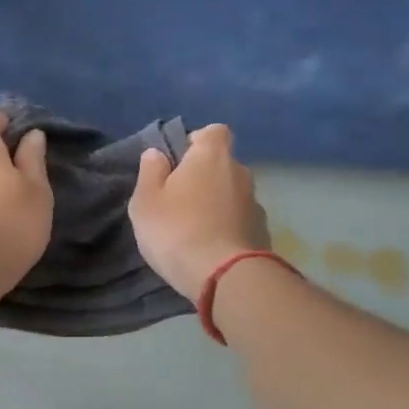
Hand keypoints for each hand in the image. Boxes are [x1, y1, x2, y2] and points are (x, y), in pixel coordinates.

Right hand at [129, 123, 269, 302]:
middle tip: (180, 201)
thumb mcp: (146, 201)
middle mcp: (240, 172)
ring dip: (217, 204)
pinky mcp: (263, 232)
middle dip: (204, 177)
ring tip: (195, 230)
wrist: (225, 277)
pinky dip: (228, 227)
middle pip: (222, 164)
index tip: (179, 161)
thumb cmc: (177, 230)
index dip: (197, 141)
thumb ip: (150, 172)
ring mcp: (255, 203)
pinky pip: (240, 220)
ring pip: (232, 194)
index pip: (214, 131)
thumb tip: (157, 153)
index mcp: (212, 156)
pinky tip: (212, 248)